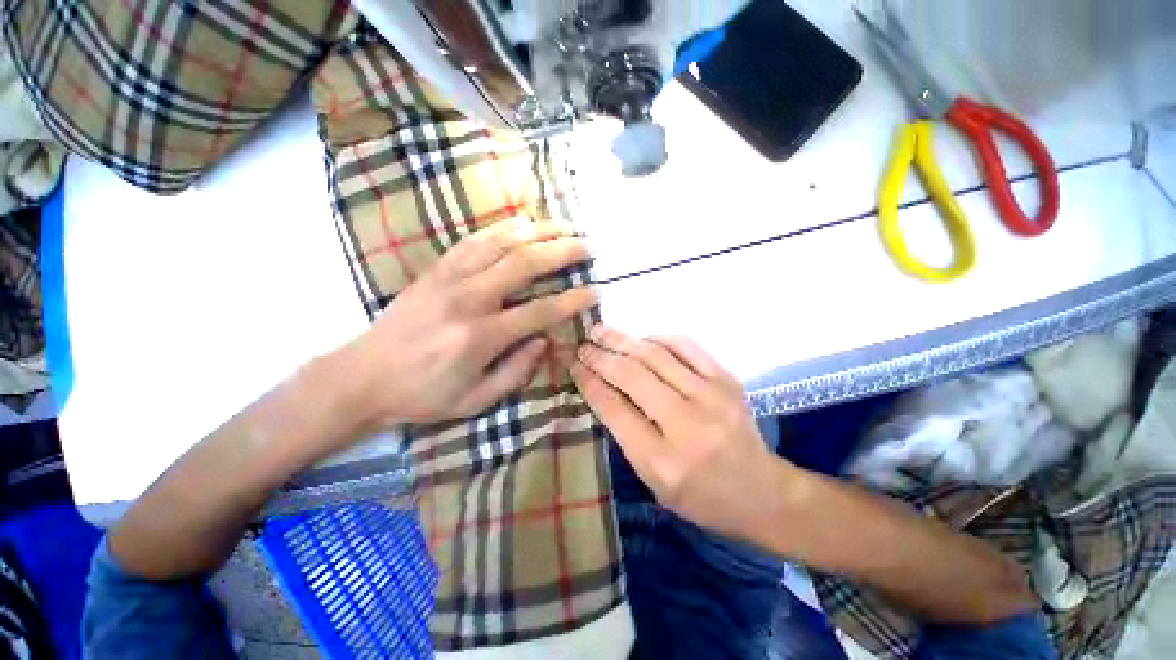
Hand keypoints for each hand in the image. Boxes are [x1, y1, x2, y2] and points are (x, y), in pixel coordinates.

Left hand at [347, 217, 595, 425]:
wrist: (362, 378)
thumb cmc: (423, 395)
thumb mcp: (476, 399)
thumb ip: (516, 371)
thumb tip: (544, 340)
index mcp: (482, 336)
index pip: (540, 311)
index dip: (572, 300)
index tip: (595, 291)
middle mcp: (469, 299)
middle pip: (525, 264)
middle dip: (562, 251)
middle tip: (587, 246)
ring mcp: (450, 279)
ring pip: (500, 243)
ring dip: (537, 231)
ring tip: (563, 226)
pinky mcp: (435, 270)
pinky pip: (472, 240)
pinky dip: (500, 228)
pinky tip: (520, 222)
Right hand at [571, 326, 791, 540]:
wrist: (762, 492)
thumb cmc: (700, 496)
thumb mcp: (653, 482)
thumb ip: (626, 435)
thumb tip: (602, 389)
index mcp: (663, 461)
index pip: (615, 410)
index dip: (590, 383)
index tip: (574, 366)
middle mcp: (687, 425)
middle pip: (633, 377)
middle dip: (601, 357)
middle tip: (583, 345)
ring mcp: (711, 397)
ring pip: (656, 356)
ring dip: (623, 341)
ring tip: (601, 332)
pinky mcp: (727, 380)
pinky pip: (687, 347)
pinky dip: (659, 338)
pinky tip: (642, 338)